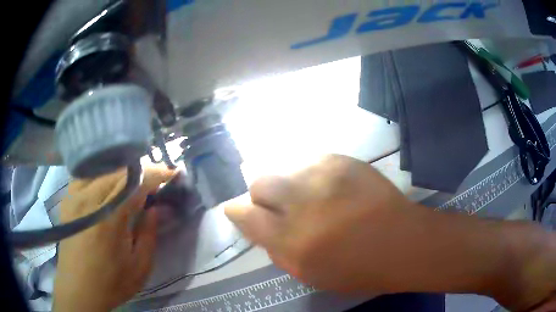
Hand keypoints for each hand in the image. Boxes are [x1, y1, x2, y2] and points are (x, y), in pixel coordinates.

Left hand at [54, 166, 174, 311]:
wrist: (78, 289)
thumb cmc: (111, 283)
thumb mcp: (139, 267)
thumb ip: (149, 235)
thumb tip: (154, 208)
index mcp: (108, 220)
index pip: (134, 184)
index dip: (155, 174)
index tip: (171, 172)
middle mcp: (88, 200)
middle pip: (118, 171)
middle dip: (140, 170)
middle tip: (156, 176)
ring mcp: (74, 197)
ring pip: (101, 169)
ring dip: (121, 170)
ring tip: (135, 178)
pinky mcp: (67, 199)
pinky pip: (86, 175)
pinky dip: (101, 173)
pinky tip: (108, 181)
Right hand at [224, 154, 555, 310]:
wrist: (404, 243)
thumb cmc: (357, 269)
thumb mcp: (309, 273)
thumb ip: (277, 248)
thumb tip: (258, 224)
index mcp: (292, 242)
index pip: (246, 215)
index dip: (239, 211)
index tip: (239, 210)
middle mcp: (303, 204)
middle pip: (260, 182)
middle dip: (262, 194)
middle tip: (280, 205)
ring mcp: (325, 176)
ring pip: (286, 169)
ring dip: (290, 185)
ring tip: (313, 199)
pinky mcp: (343, 161)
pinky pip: (312, 163)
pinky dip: (313, 176)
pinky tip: (331, 190)